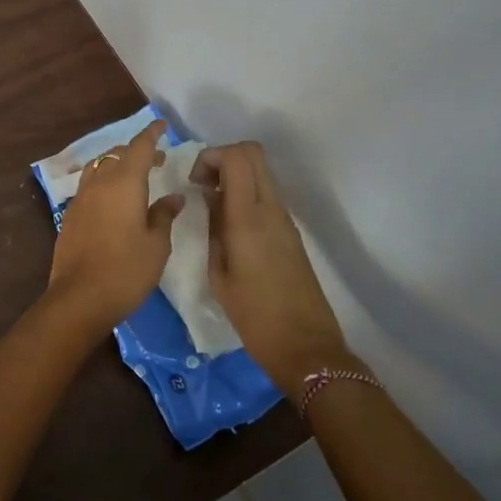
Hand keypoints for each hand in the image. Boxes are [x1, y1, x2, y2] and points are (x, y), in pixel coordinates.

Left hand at [47, 119, 183, 326]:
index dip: (151, 134)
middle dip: (137, 151)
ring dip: (117, 164)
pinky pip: (89, 185)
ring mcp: (81, 198)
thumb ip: (164, 216)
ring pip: (99, 167)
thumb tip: (173, 198)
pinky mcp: (70, 215)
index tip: (162, 126)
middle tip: (157, 160)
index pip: (139, 147)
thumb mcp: (156, 245)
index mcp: (124, 183)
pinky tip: (114, 199)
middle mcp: (99, 183)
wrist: (79, 297)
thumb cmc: (126, 270)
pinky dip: (104, 181)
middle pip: (117, 154)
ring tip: (134, 176)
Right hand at [192, 142, 358, 398]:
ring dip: (235, 175)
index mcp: (249, 218)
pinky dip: (246, 193)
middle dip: (222, 158)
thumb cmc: (253, 315)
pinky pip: (266, 194)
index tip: (194, 182)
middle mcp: (271, 209)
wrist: (305, 347)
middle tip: (202, 185)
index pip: (237, 157)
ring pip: (261, 172)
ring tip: (212, 204)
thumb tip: (210, 198)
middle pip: (253, 154)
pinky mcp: (290, 232)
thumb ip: (213, 228)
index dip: (210, 156)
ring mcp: (285, 219)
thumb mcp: (219, 273)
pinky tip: (229, 223)